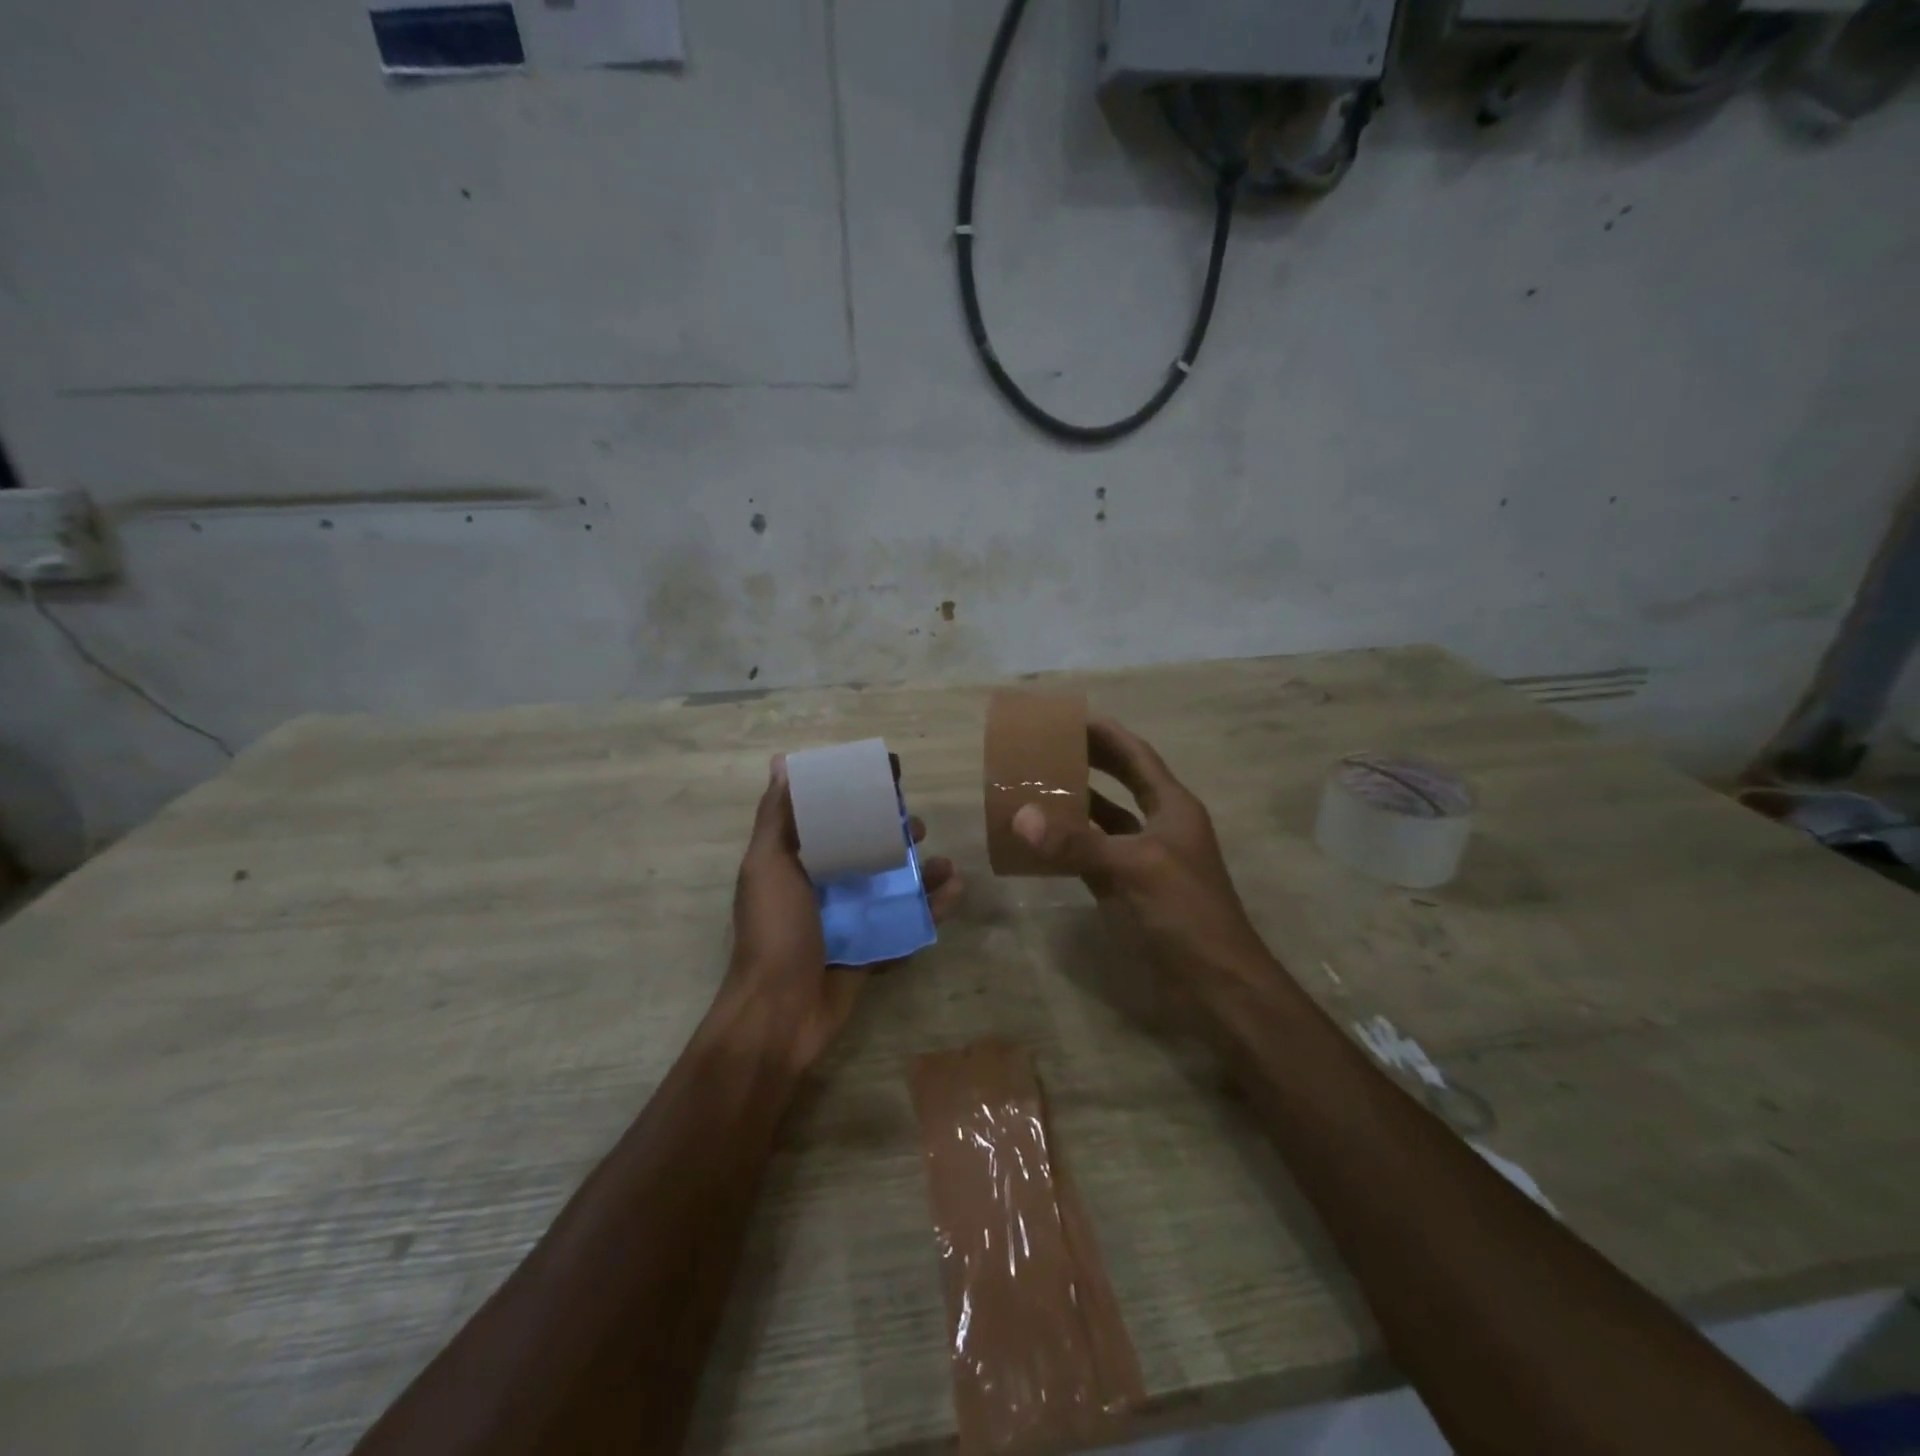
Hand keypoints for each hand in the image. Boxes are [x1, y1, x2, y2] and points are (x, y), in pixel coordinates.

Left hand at [724, 756, 961, 1073]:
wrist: (780, 1013)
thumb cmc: (774, 931)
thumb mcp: (767, 866)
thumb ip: (776, 818)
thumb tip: (781, 762)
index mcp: (798, 862)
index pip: (832, 817)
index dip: (858, 795)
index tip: (888, 775)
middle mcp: (825, 886)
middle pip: (868, 849)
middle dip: (896, 834)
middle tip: (919, 825)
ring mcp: (851, 919)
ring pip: (894, 885)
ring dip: (922, 871)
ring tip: (945, 863)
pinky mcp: (873, 947)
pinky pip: (907, 922)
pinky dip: (931, 908)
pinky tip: (955, 892)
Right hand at [1011, 719, 1269, 982]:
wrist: (1215, 983)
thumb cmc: (1185, 913)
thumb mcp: (1133, 870)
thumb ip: (1077, 844)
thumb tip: (1021, 818)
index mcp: (1172, 808)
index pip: (1137, 757)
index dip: (1107, 734)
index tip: (1070, 717)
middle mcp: (1159, 826)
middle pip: (1121, 782)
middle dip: (1088, 762)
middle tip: (1046, 747)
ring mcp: (1143, 859)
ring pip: (1105, 820)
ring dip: (1075, 804)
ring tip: (1035, 787)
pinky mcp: (1128, 890)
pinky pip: (1092, 857)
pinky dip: (1068, 847)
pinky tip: (1039, 842)